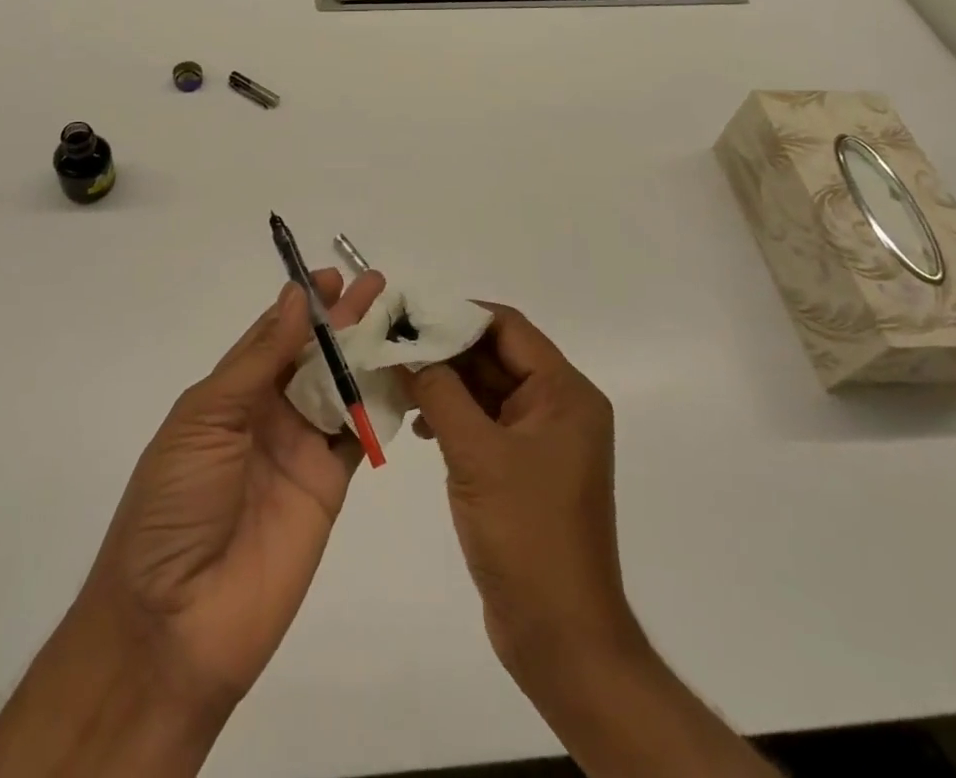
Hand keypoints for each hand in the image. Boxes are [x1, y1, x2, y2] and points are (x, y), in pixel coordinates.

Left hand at [83, 268, 386, 712]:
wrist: (175, 623)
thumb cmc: (175, 505)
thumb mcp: (205, 419)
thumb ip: (258, 360)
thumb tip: (294, 298)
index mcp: (227, 394)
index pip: (270, 335)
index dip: (300, 304)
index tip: (331, 276)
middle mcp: (265, 415)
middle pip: (311, 356)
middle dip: (341, 319)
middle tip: (376, 284)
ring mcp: (298, 451)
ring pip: (339, 389)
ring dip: (365, 354)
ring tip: (395, 319)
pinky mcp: (328, 488)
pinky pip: (356, 437)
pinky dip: (377, 407)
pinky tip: (401, 375)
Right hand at [404, 303, 640, 690]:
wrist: (561, 639)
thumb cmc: (527, 536)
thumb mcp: (477, 455)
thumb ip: (439, 392)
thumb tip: (403, 345)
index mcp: (564, 394)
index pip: (507, 328)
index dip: (457, 316)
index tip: (408, 317)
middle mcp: (558, 407)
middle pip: (494, 355)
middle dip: (443, 350)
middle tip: (391, 348)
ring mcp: (540, 440)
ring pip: (486, 388)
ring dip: (443, 383)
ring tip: (397, 385)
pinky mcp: (522, 468)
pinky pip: (484, 422)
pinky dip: (452, 416)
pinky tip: (419, 427)